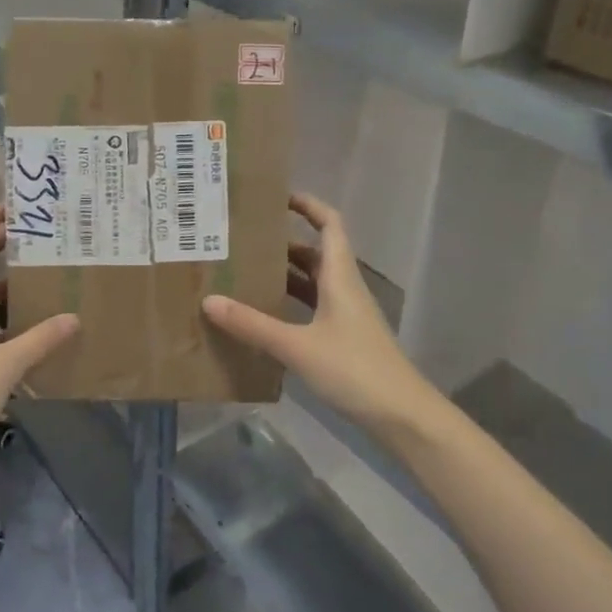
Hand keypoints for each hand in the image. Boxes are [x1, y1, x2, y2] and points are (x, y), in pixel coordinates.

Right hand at [203, 194, 433, 438]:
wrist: (401, 415)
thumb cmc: (354, 369)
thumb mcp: (298, 346)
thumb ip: (253, 325)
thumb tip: (209, 301)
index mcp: (340, 277)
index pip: (329, 224)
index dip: (308, 205)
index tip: (277, 196)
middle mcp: (345, 289)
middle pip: (315, 253)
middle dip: (283, 243)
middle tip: (244, 240)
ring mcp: (346, 316)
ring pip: (313, 283)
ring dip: (284, 275)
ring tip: (245, 273)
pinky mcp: (343, 339)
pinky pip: (312, 309)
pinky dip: (290, 305)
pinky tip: (265, 316)